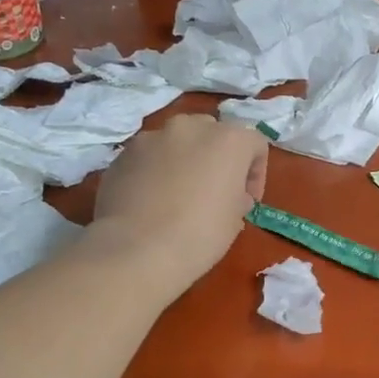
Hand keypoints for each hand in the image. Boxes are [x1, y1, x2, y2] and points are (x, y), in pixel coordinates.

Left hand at [90, 115, 267, 291]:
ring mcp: (152, 137)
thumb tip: (229, 194)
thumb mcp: (235, 220)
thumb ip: (237, 196)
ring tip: (177, 195)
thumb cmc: (200, 235)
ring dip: (184, 161)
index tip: (247, 201)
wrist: (136, 250)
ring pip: (177, 142)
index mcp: (228, 140)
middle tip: (214, 191)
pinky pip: (148, 157)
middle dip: (216, 158)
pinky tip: (150, 201)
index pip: (255, 144)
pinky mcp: (123, 153)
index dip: (255, 173)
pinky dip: (155, 171)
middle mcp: (190, 127)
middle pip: (213, 133)